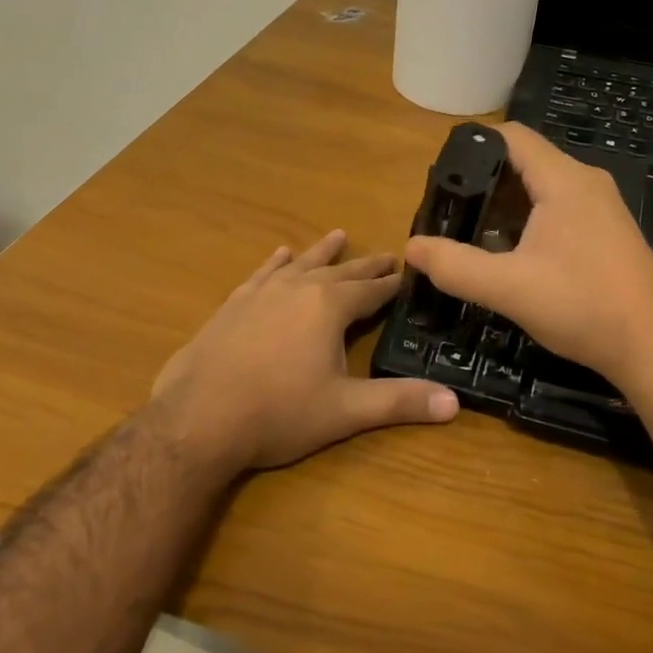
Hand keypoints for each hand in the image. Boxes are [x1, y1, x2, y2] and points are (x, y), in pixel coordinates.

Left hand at [151, 230, 459, 473]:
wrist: (198, 418)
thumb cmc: (278, 413)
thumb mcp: (345, 411)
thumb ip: (399, 402)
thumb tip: (454, 402)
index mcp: (329, 307)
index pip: (371, 291)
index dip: (392, 285)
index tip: (410, 274)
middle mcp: (298, 289)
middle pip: (340, 272)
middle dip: (365, 265)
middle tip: (386, 255)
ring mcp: (262, 293)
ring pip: (301, 264)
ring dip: (322, 252)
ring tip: (338, 235)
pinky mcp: (233, 304)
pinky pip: (262, 273)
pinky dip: (276, 263)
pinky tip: (280, 255)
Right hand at [403, 122, 652, 391]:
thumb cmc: (582, 307)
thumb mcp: (508, 288)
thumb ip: (455, 266)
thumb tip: (411, 248)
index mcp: (564, 180)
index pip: (512, 136)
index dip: (473, 145)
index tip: (442, 174)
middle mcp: (586, 182)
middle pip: (525, 160)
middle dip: (484, 178)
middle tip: (449, 207)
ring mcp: (601, 207)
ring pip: (542, 186)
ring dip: (506, 202)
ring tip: (471, 229)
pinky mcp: (608, 231)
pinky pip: (559, 207)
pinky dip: (529, 218)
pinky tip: (511, 250)